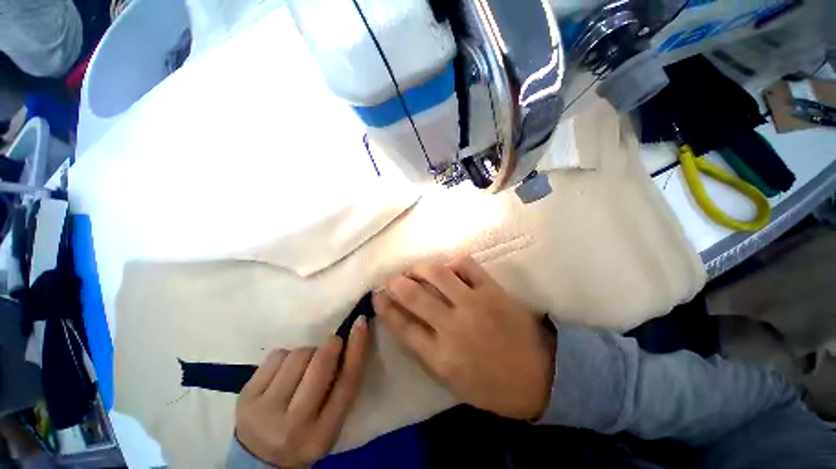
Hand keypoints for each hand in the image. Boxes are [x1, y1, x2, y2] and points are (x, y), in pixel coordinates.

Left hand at [235, 318, 369, 467]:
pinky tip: (282, 373)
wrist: (257, 462)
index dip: (357, 348)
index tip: (361, 322)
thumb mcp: (331, 422)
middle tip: (332, 344)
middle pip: (320, 364)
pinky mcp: (245, 398)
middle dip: (331, 345)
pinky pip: (276, 355)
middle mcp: (293, 425)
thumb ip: (342, 387)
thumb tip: (349, 340)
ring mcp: (265, 411)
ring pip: (298, 355)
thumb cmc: (305, 437)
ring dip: (307, 353)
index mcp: (323, 434)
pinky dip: (285, 357)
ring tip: (302, 369)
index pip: (347, 382)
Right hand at [373, 256, 555, 419]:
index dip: (385, 308)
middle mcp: (452, 327)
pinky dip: (454, 263)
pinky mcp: (492, 290)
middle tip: (391, 279)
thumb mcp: (453, 382)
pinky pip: (467, 265)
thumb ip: (427, 353)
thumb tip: (407, 324)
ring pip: (437, 274)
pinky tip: (450, 268)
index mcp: (440, 357)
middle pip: (413, 295)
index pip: (402, 326)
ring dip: (420, 268)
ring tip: (415, 270)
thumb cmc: (495, 386)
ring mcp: (473, 304)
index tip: (376, 296)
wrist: (543, 375)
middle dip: (396, 283)